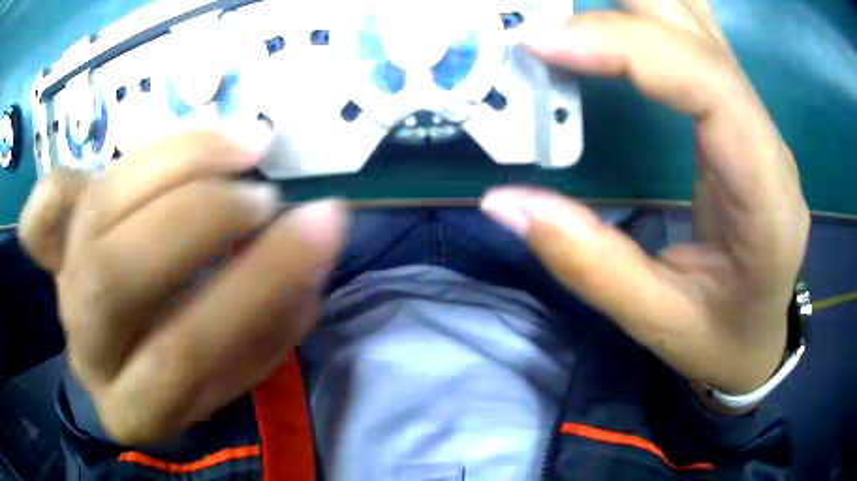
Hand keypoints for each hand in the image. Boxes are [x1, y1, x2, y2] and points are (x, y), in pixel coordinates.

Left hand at [19, 128, 347, 443]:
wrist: (131, 358)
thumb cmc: (195, 369)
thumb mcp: (245, 364)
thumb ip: (277, 312)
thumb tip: (314, 231)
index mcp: (137, 406)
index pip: (186, 351)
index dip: (256, 284)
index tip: (321, 224)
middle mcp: (88, 347)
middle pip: (121, 273)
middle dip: (203, 217)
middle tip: (265, 195)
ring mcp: (62, 286)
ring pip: (99, 208)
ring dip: (178, 160)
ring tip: (243, 145)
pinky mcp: (54, 245)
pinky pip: (46, 205)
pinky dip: (69, 177)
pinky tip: (136, 164)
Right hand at [481, 0, 809, 395]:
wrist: (760, 337)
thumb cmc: (722, 339)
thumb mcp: (658, 323)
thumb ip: (590, 264)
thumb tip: (505, 203)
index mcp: (766, 197)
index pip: (709, 84)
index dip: (628, 46)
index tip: (542, 43)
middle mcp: (769, 142)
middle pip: (704, 33)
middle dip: (626, 0)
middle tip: (543, 4)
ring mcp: (756, 122)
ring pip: (701, 23)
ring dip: (636, 0)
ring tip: (566, 4)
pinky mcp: (738, 118)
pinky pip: (696, 40)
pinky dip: (649, 12)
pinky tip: (615, 10)